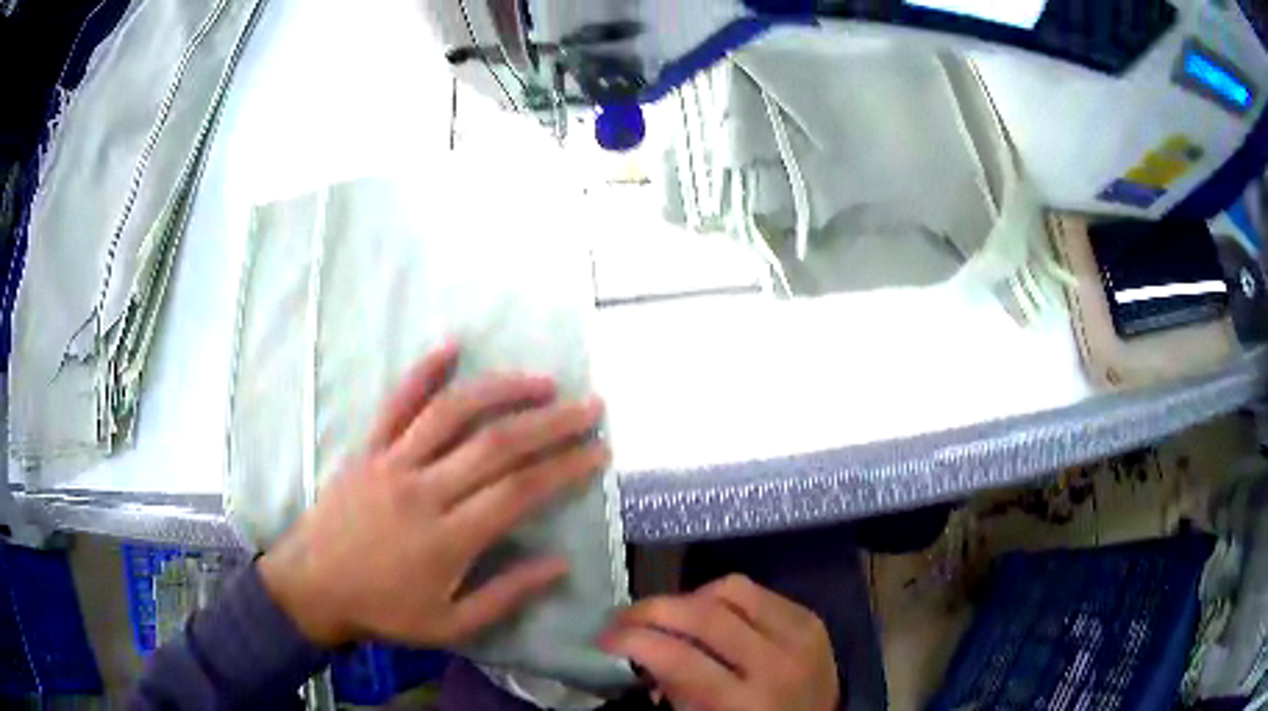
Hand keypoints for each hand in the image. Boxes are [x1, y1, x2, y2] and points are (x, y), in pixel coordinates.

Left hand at [258, 342, 608, 647]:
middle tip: (590, 406)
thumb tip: (559, 564)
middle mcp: (423, 490)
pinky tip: (451, 346)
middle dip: (551, 423)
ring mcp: (392, 462)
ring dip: (501, 390)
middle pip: (496, 445)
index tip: (598, 452)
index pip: (519, 492)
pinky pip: (396, 403)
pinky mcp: (368, 449)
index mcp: (447, 538)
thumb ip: (506, 595)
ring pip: (452, 413)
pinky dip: (423, 372)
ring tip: (542, 382)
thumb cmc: (383, 611)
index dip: (565, 469)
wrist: (312, 587)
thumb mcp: (450, 625)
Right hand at [601, 575, 838, 710]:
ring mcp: (800, 635)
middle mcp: (777, 662)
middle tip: (625, 618)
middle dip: (653, 609)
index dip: (633, 640)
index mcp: (745, 702)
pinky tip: (710, 615)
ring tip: (671, 616)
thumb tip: (640, 652)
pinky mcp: (811, 618)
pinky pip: (758, 591)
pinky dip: (724, 598)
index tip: (604, 638)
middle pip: (705, 613)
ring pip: (732, 589)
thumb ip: (673, 689)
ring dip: (690, 598)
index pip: (680, 657)